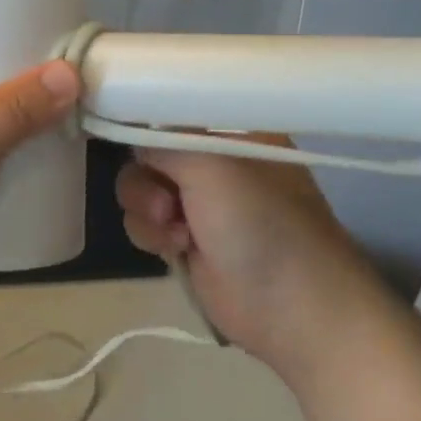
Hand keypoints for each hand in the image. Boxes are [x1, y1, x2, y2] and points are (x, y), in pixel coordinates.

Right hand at [116, 141, 388, 378]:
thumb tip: (134, 140)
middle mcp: (214, 159)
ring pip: (142, 188)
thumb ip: (163, 141)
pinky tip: (177, 250)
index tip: (127, 137)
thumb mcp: (210, 164)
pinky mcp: (186, 239)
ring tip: (176, 232)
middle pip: (149, 151)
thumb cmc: (260, 222)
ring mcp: (200, 201)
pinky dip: (151, 234)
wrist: (293, 309)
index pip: (174, 111)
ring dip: (147, 210)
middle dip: (148, 178)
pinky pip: (145, 222)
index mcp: (231, 130)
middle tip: (167, 203)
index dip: (147, 123)